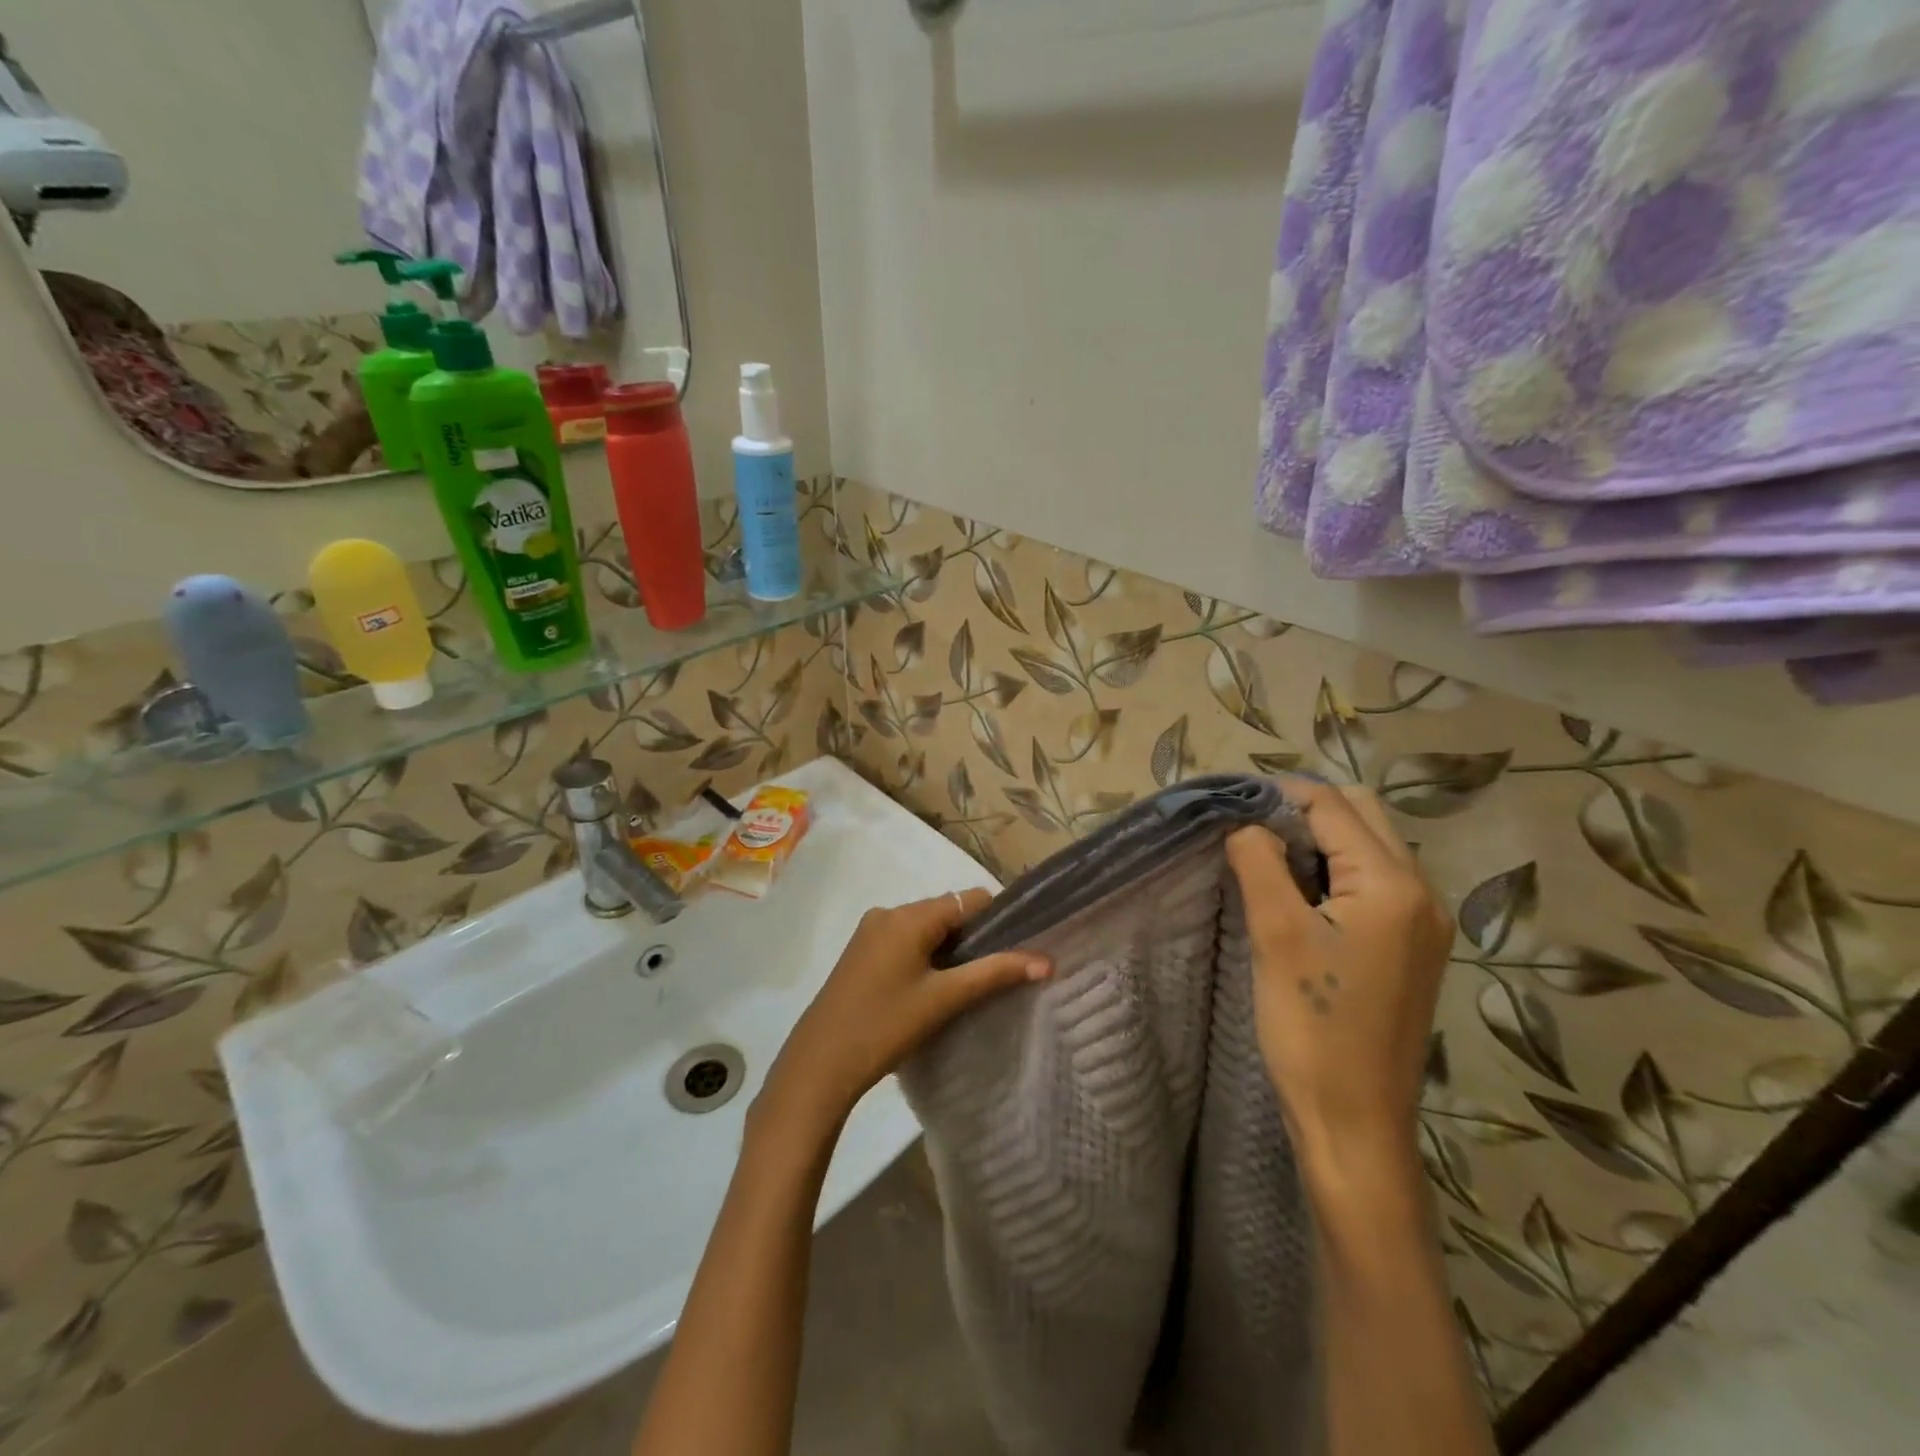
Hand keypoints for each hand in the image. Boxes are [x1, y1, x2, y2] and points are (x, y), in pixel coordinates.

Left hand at [757, 889, 1049, 1136]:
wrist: (820, 1063)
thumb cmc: (885, 1025)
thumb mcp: (945, 999)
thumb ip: (994, 973)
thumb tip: (1045, 961)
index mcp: (909, 916)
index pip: (969, 899)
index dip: (998, 919)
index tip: (1018, 947)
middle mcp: (888, 912)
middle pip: (947, 911)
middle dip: (973, 937)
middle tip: (995, 973)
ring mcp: (870, 931)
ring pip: (926, 928)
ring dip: (949, 948)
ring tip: (967, 984)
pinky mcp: (860, 951)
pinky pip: (905, 940)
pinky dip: (926, 955)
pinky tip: (933, 987)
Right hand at [1226, 780, 1450, 1178]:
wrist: (1355, 1123)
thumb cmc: (1312, 1027)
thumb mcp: (1275, 935)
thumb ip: (1260, 862)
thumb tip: (1246, 823)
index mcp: (1393, 884)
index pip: (1333, 806)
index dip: (1279, 796)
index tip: (1231, 804)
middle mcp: (1421, 893)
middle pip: (1361, 816)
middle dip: (1304, 811)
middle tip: (1250, 834)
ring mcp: (1423, 923)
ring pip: (1369, 847)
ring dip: (1320, 841)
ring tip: (1268, 863)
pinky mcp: (1412, 949)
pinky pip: (1374, 883)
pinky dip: (1335, 872)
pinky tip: (1299, 898)